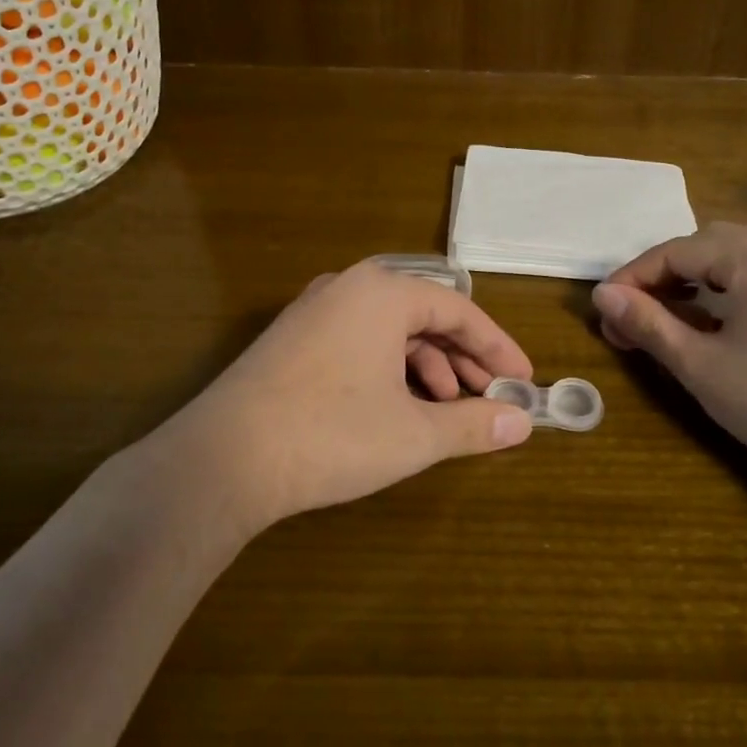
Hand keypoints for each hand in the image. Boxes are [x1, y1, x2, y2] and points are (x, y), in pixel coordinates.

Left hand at [168, 260, 535, 529]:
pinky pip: (359, 342)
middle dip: (463, 359)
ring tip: (445, 409)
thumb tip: (521, 424)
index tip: (523, 381)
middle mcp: (348, 287)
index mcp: (383, 292)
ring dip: (427, 367)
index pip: (460, 311)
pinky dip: (389, 370)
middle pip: (424, 316)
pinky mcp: (291, 340)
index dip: (497, 348)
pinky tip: (396, 407)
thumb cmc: (332, 434)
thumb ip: (473, 424)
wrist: (223, 459)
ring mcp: (314, 311)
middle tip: (490, 397)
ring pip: (390, 331)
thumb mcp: (414, 434)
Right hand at [590, 208, 746, 473]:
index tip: (607, 308)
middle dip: (671, 273)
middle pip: (713, 241)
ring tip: (712, 288)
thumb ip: (648, 322)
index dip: (634, 278)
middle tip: (643, 315)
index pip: (675, 253)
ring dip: (730, 253)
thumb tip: (604, 295)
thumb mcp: (699, 365)